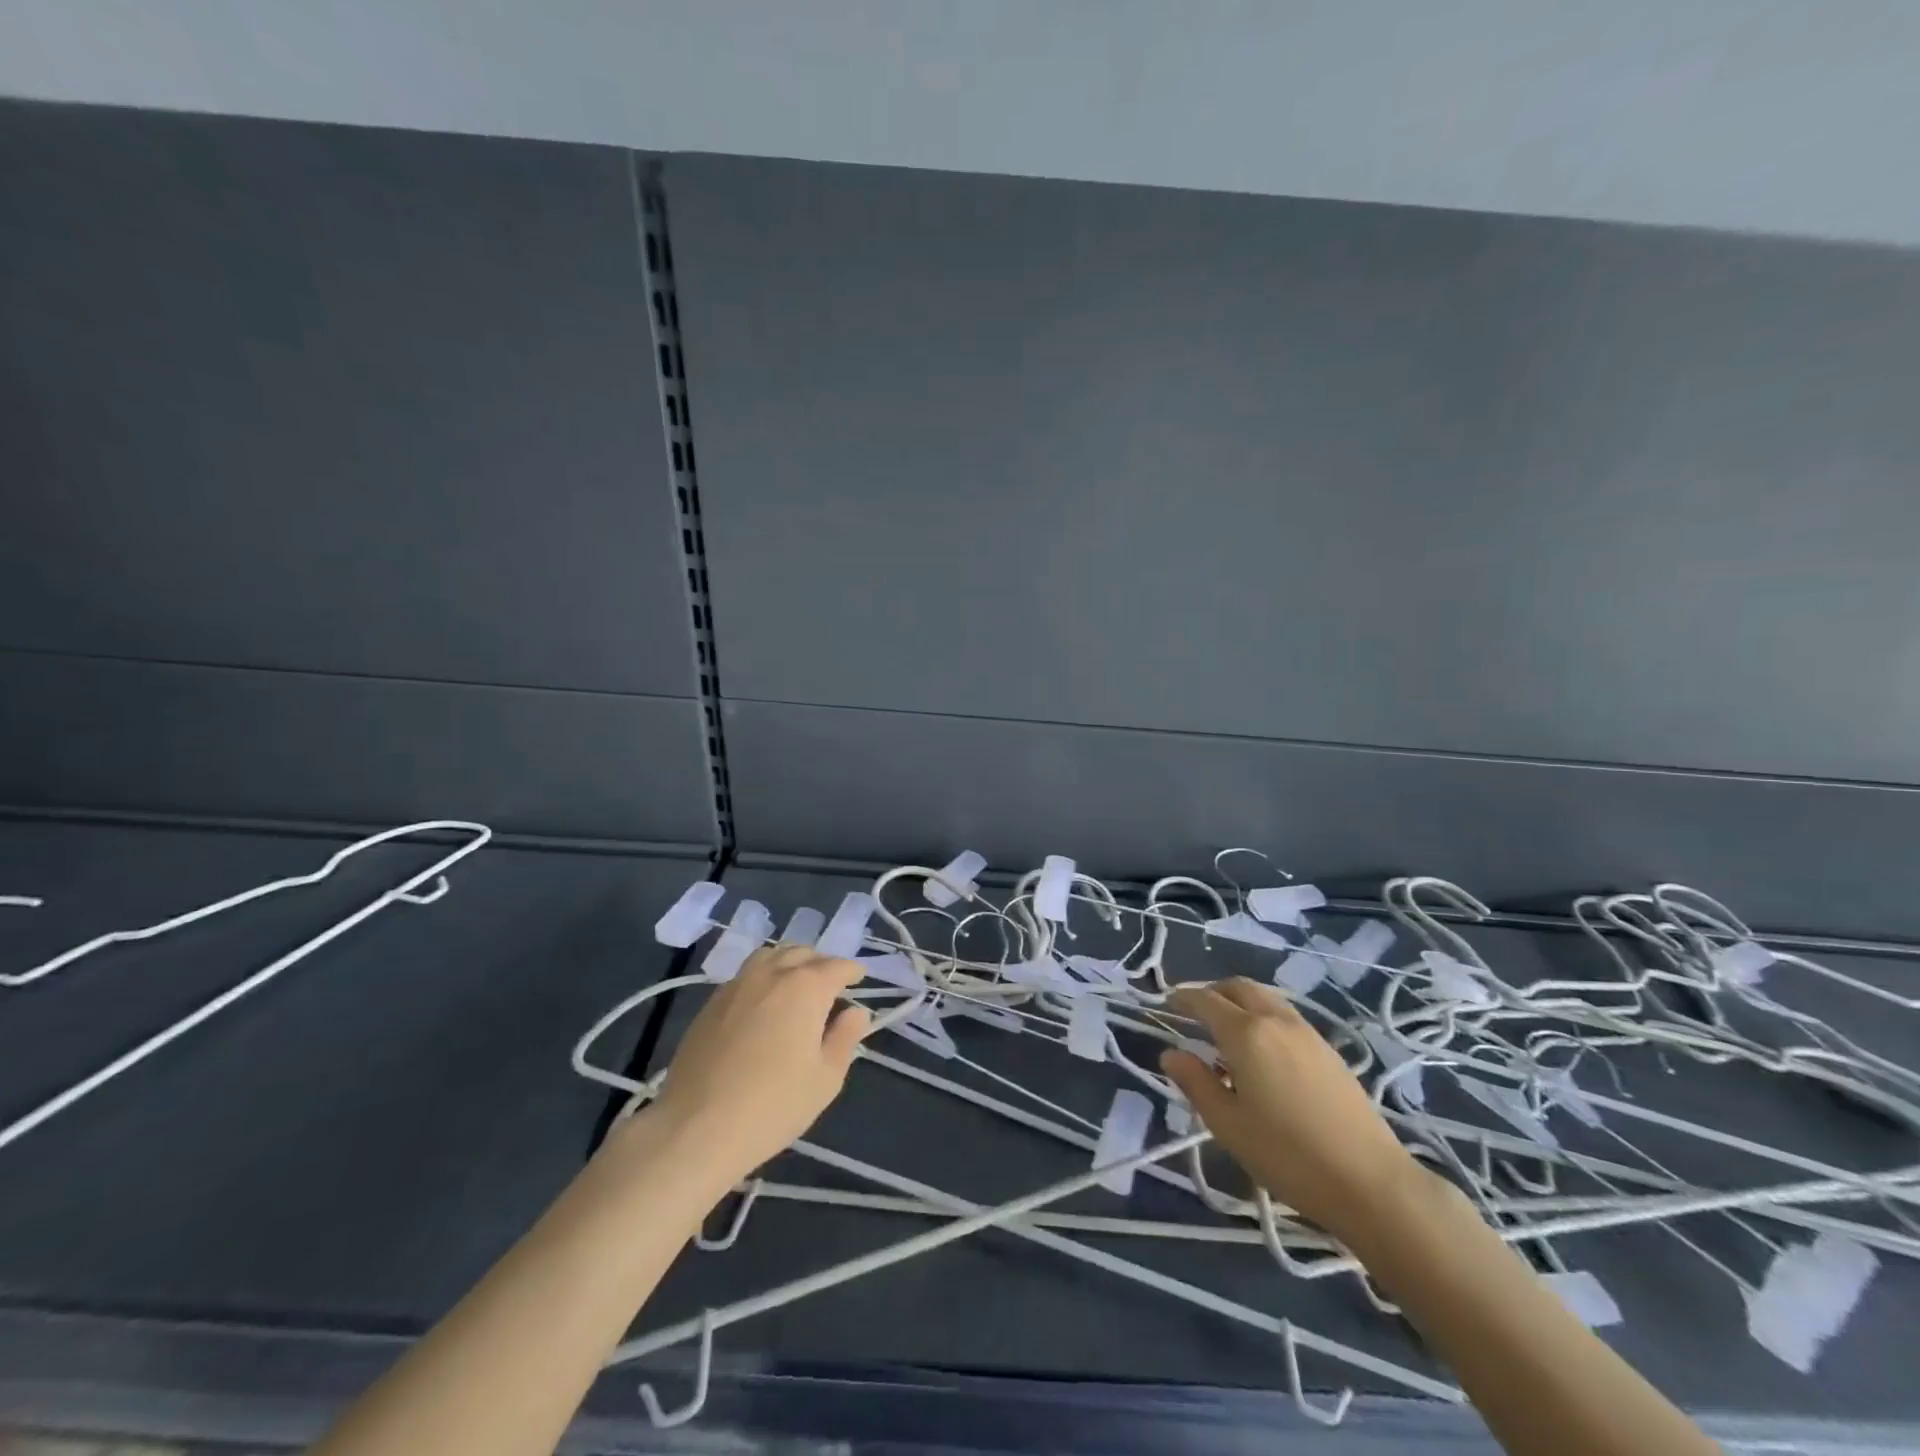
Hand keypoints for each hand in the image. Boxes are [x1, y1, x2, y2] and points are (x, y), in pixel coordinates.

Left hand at [644, 945, 871, 1181]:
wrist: (696, 1127)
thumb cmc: (773, 1106)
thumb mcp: (826, 1079)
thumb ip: (845, 1038)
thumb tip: (856, 1012)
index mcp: (806, 987)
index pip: (837, 967)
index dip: (852, 971)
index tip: (860, 979)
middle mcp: (772, 974)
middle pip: (802, 953)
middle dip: (821, 963)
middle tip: (831, 985)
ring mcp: (737, 984)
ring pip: (770, 956)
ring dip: (789, 963)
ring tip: (796, 985)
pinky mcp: (711, 1002)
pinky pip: (745, 975)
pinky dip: (763, 977)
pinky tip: (763, 1003)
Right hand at [1160, 978, 1420, 1240]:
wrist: (1371, 1182)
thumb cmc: (1287, 1155)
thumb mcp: (1228, 1124)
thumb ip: (1195, 1083)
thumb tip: (1170, 1054)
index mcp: (1245, 1033)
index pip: (1205, 1000)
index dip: (1182, 998)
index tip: (1167, 1003)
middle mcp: (1276, 1020)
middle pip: (1238, 987)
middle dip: (1213, 991)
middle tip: (1194, 1011)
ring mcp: (1307, 1032)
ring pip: (1266, 998)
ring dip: (1240, 1001)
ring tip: (1227, 1029)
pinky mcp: (1329, 1050)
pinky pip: (1286, 1015)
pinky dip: (1263, 1016)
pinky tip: (1263, 1050)